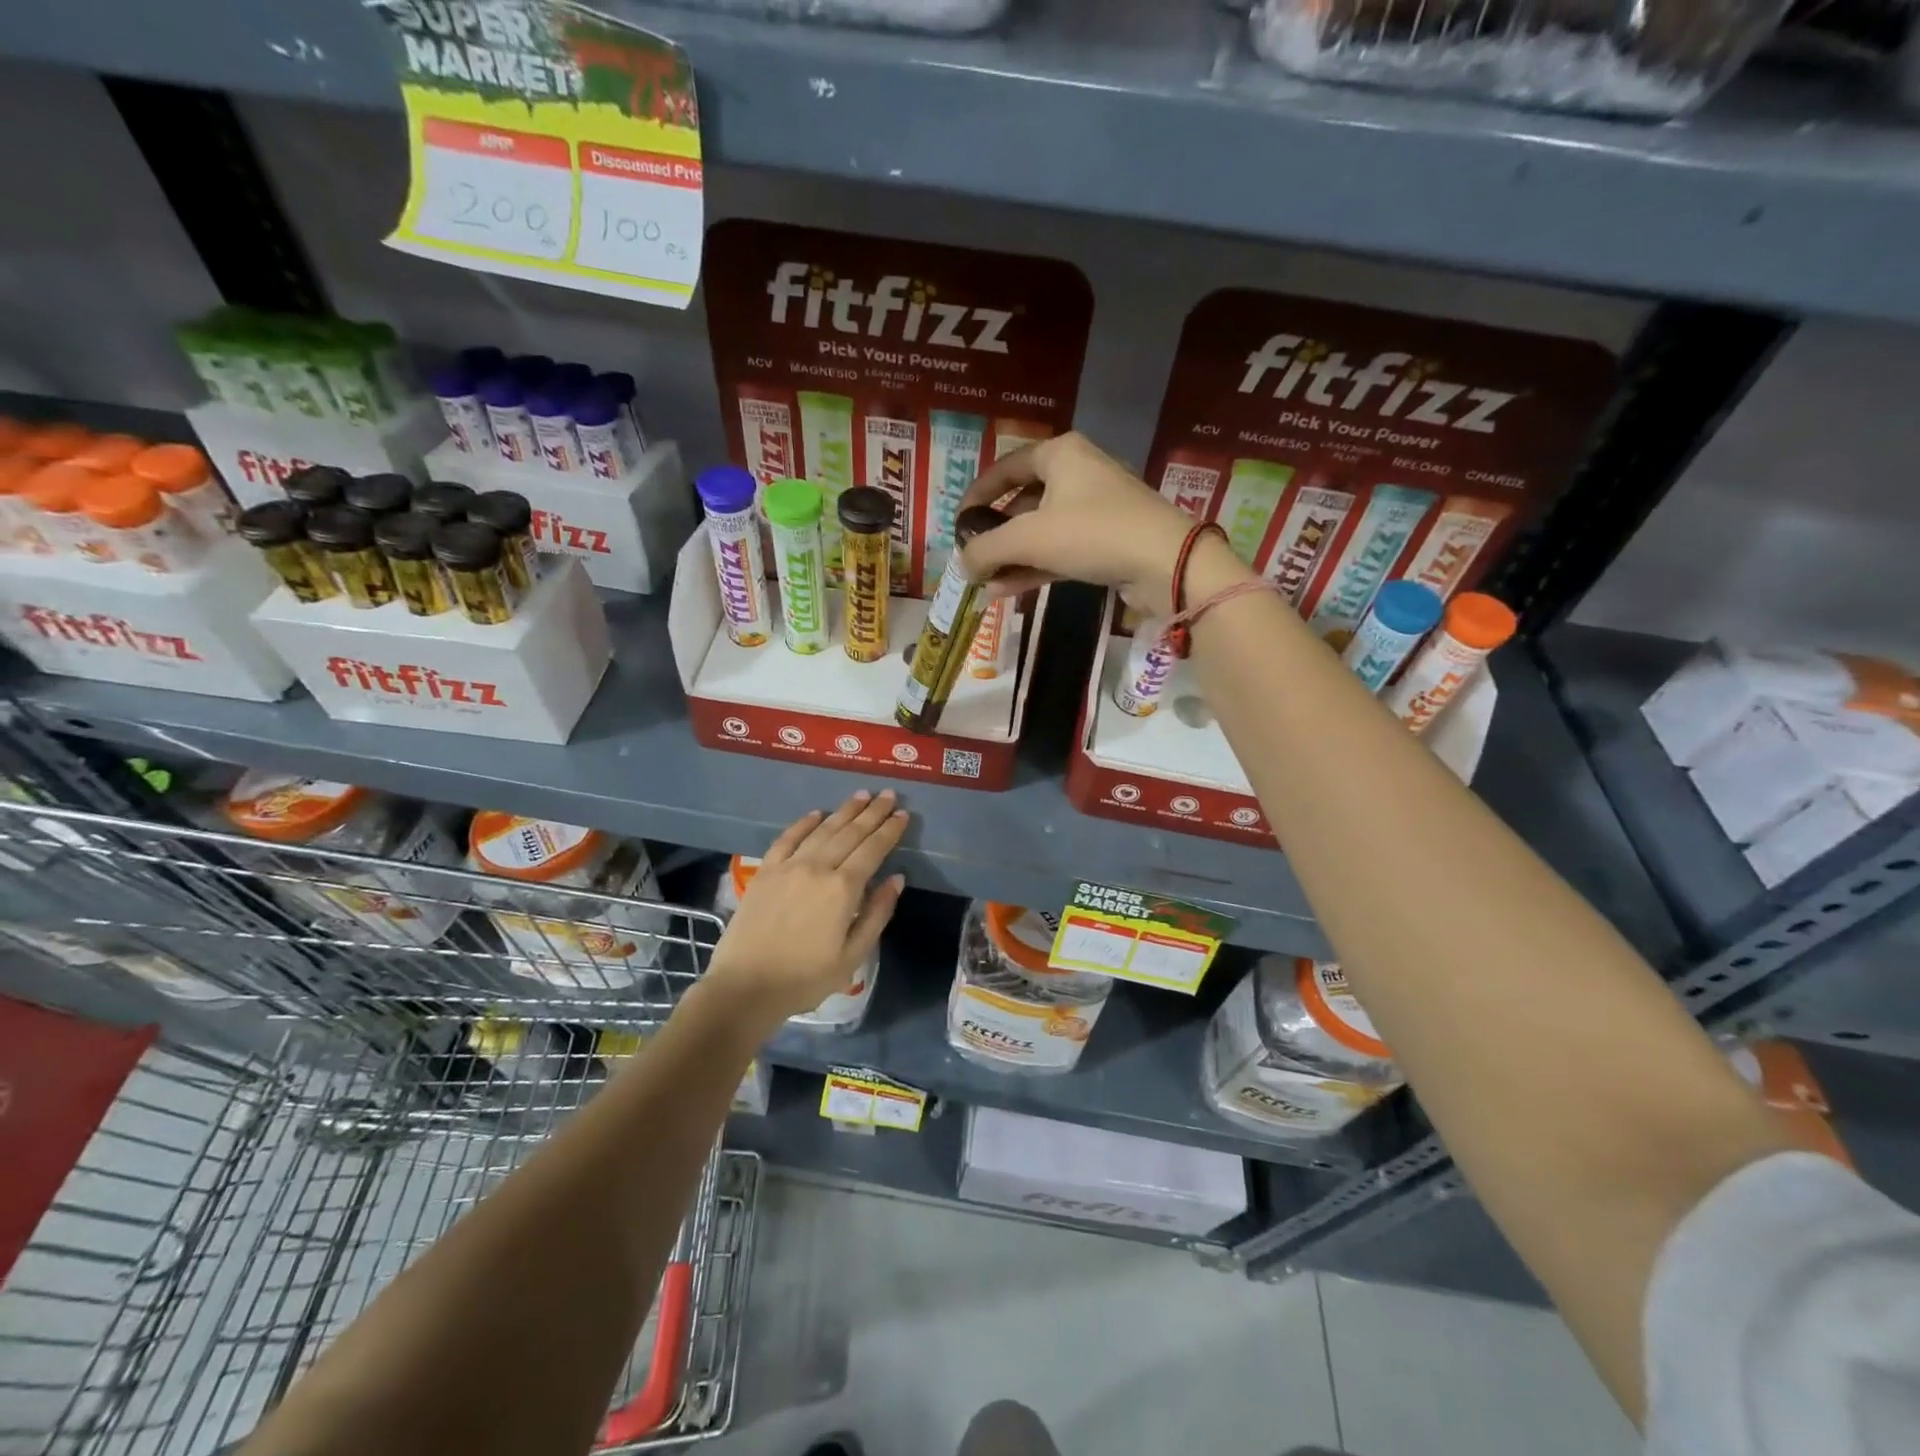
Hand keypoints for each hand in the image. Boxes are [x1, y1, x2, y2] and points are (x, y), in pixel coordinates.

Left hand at [706, 790, 907, 1021]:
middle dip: (872, 813)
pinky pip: (787, 838)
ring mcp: (789, 866)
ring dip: (844, 811)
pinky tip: (817, 814)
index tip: (903, 813)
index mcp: (843, 889)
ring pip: (823, 830)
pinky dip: (804, 823)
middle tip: (888, 795)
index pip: (873, 850)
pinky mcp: (765, 871)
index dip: (890, 830)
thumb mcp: (853, 955)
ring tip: (861, 795)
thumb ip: (877, 913)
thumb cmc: (805, 978)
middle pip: (850, 833)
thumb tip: (896, 878)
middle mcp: (818, 868)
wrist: (745, 987)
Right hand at [957, 433, 1251, 616]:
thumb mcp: (1028, 538)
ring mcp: (1095, 509)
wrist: (1165, 562)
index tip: (958, 524)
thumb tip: (961, 565)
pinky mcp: (1107, 541)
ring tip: (984, 584)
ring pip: (1041, 531)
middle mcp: (1078, 474)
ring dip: (1012, 557)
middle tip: (972, 558)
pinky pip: (1060, 550)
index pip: (1005, 467)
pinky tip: (1007, 590)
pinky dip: (1034, 567)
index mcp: (1060, 454)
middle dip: (995, 534)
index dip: (977, 495)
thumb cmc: (1092, 532)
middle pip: (1023, 501)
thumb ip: (987, 549)